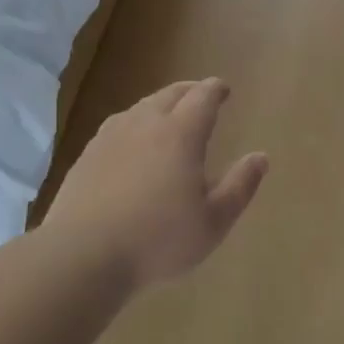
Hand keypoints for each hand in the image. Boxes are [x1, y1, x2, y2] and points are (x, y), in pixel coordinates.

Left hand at [45, 78, 268, 290]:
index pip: (202, 98)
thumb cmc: (158, 240)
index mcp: (180, 135)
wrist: (82, 254)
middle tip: (201, 94)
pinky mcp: (87, 155)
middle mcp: (145, 124)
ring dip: (160, 104)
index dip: (215, 90)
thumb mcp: (213, 222)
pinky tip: (131, 140)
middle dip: (189, 90)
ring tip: (168, 113)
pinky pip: (117, 126)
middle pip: (170, 94)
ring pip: (140, 107)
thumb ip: (240, 187)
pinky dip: (134, 123)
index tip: (224, 89)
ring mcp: (110, 137)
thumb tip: (260, 157)